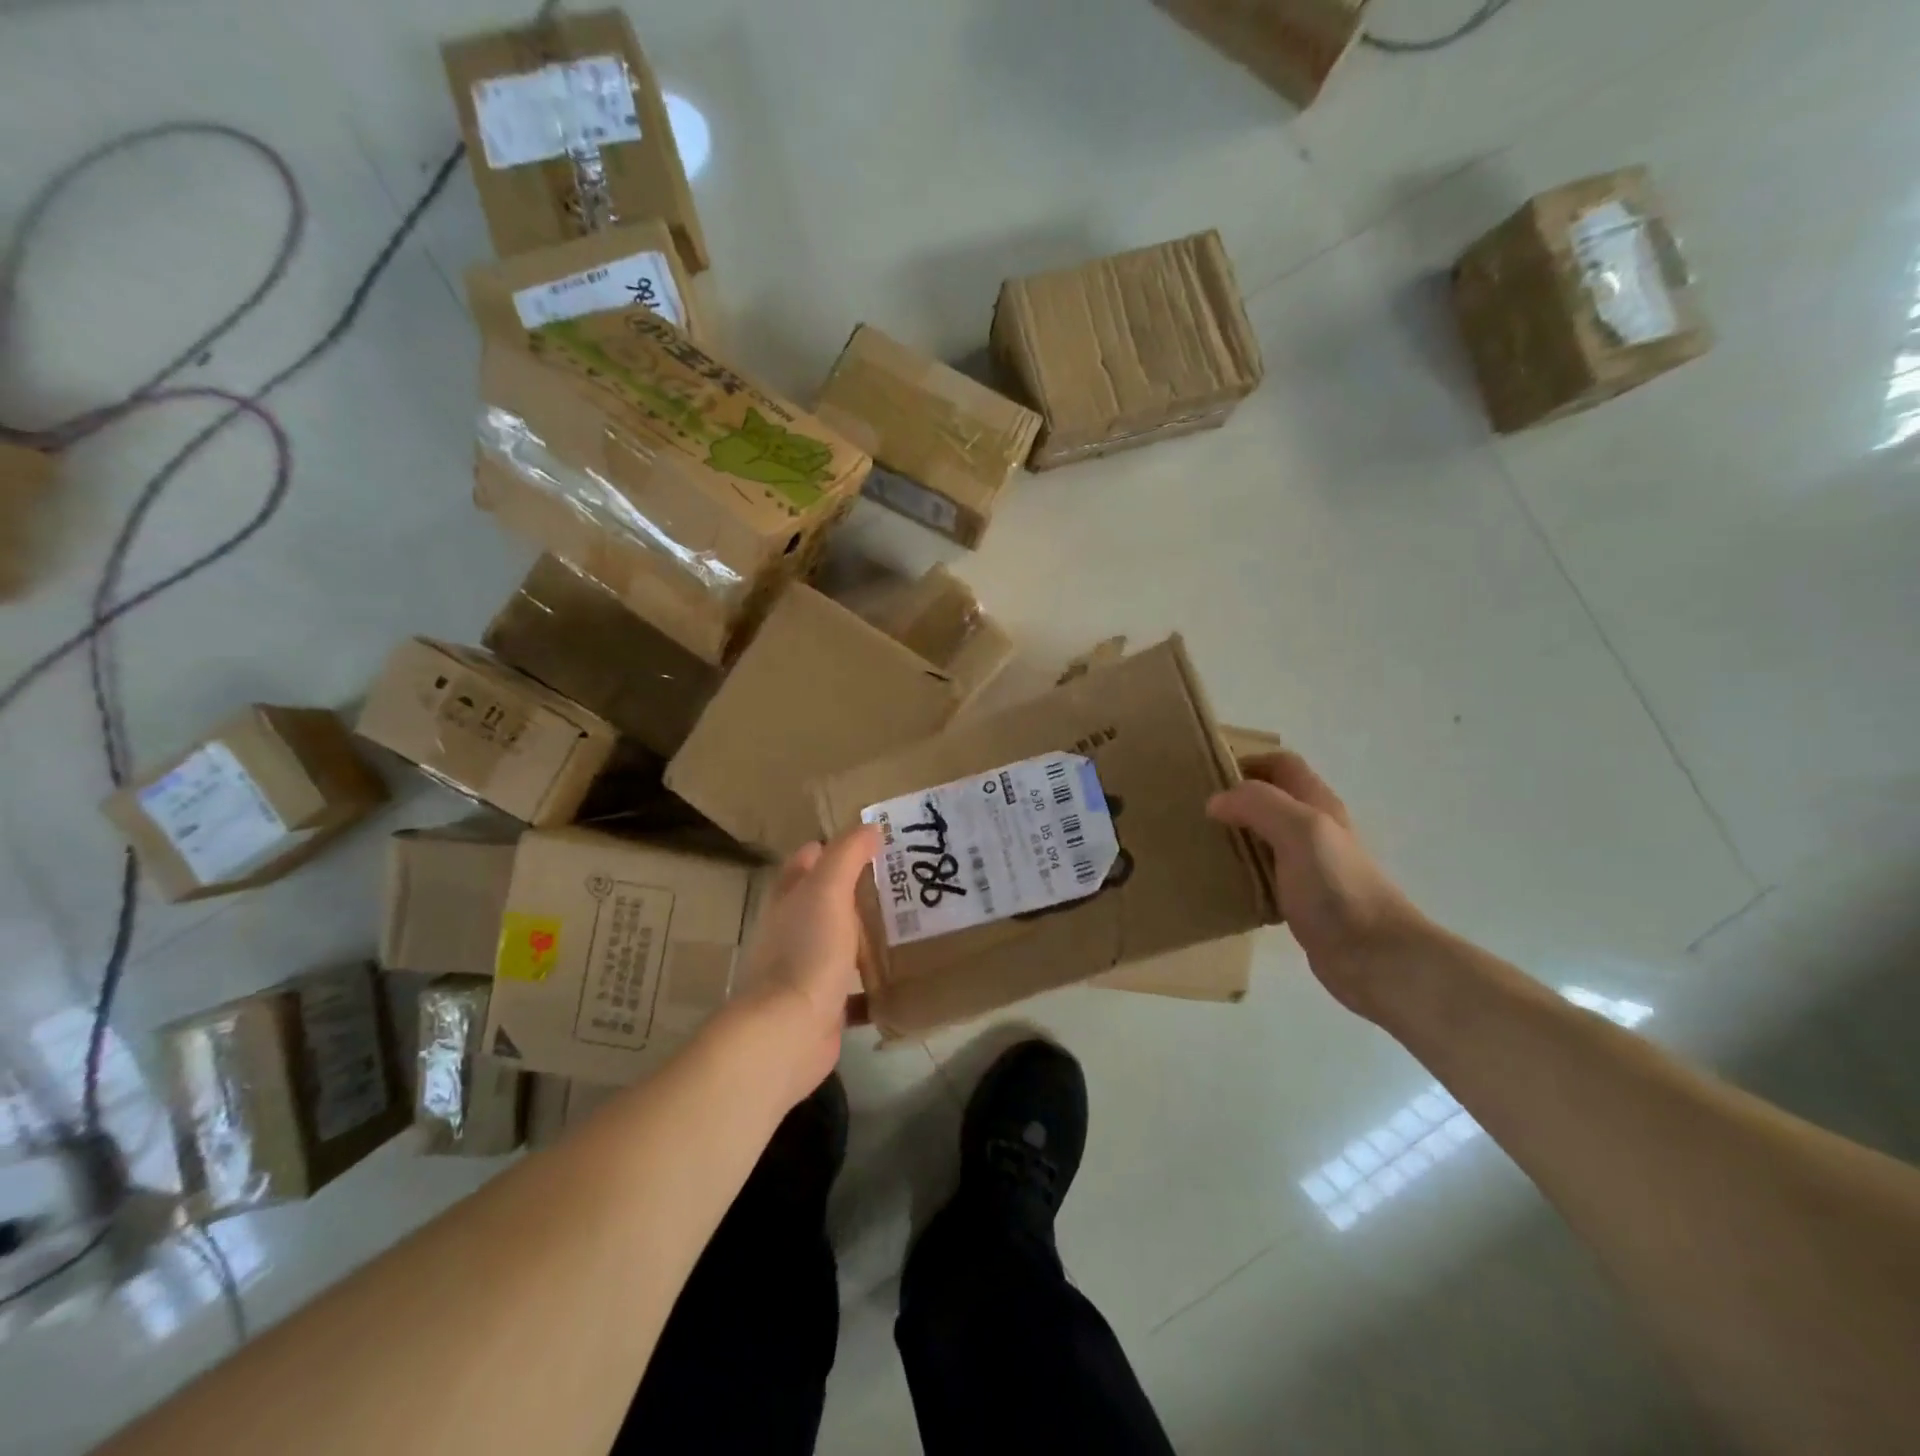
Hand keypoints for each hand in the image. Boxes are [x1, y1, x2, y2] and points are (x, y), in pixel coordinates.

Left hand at [730, 824, 879, 1104]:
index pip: (808, 861)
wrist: (788, 1032)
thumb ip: (847, 855)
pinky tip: (904, 978)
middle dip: (858, 891)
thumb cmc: (807, 952)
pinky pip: (854, 990)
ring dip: (867, 937)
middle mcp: (793, 931)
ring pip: (841, 944)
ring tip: (912, 924)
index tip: (874, 843)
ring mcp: (806, 970)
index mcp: (790, 900)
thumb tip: (871, 827)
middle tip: (904, 882)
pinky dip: (874, 985)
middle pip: (826, 902)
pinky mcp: (824, 1007)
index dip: (834, 848)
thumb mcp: (828, 891)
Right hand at [1207, 752, 1427, 1016]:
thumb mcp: (1299, 830)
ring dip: (1236, 835)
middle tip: (1194, 810)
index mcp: (1317, 804)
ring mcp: (1309, 867)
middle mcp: (1314, 829)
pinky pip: (1264, 874)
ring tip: (1199, 844)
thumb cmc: (1338, 887)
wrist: (1375, 957)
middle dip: (1235, 799)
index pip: (1281, 764)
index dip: (1247, 761)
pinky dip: (1242, 872)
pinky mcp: (1300, 900)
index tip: (1208, 775)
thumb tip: (1216, 801)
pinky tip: (1221, 883)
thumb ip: (1258, 805)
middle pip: (1271, 799)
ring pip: (1264, 837)